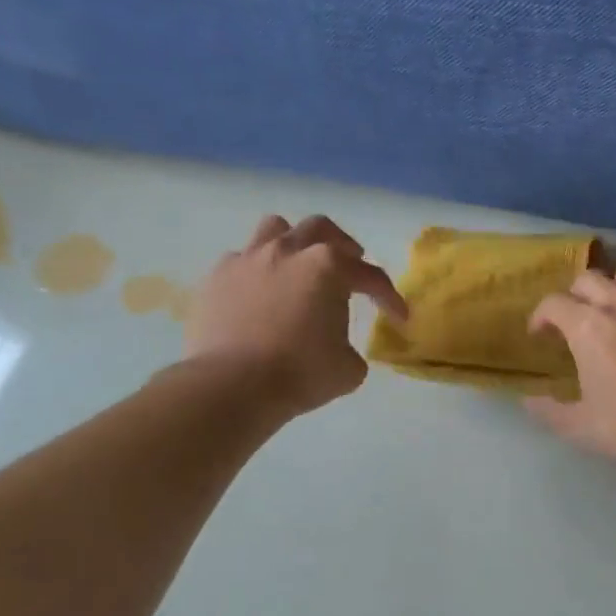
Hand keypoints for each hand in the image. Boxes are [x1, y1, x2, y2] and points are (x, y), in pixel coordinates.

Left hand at [183, 214, 407, 423]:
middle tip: (351, 262)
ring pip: (275, 229)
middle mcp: (289, 252)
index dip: (389, 297)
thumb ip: (351, 349)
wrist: (231, 387)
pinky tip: (259, 292)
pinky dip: (256, 271)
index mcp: (329, 267)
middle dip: (341, 245)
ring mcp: (248, 260)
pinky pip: (240, 259)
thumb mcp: (348, 369)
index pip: (370, 276)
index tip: (399, 317)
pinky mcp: (216, 278)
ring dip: (293, 243)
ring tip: (299, 264)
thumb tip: (338, 348)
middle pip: (321, 229)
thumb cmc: (300, 373)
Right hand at [525, 264, 615, 479]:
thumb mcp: (580, 426)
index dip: (540, 317)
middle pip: (589, 279)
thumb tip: (529, 401)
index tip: (540, 335)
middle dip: (574, 296)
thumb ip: (549, 410)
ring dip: (614, 287)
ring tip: (613, 311)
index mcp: (588, 327)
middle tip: (573, 322)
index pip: (553, 303)